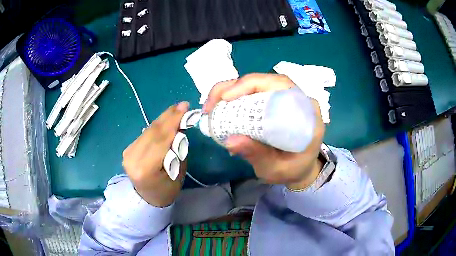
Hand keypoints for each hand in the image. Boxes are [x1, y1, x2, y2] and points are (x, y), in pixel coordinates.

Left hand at [122, 102, 188, 206]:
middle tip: (182, 105)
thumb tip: (178, 127)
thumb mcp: (178, 172)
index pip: (160, 140)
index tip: (184, 108)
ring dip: (163, 119)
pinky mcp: (128, 149)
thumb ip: (176, 149)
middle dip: (169, 117)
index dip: (172, 122)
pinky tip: (165, 120)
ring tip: (176, 110)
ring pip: (148, 130)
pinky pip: (145, 134)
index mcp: (145, 169)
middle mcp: (132, 158)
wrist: (147, 197)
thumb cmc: (167, 190)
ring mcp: (128, 152)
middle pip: (152, 132)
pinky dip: (157, 126)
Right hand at [204, 74, 324, 189]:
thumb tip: (230, 141)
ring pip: (256, 85)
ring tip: (211, 107)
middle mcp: (297, 99)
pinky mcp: (273, 103)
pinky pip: (253, 94)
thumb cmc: (292, 170)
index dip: (252, 84)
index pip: (281, 84)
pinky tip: (221, 109)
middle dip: (233, 87)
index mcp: (307, 112)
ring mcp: (284, 99)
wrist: (299, 170)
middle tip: (211, 103)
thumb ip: (258, 155)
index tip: (227, 97)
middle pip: (265, 81)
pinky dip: (233, 99)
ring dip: (230, 91)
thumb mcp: (276, 168)